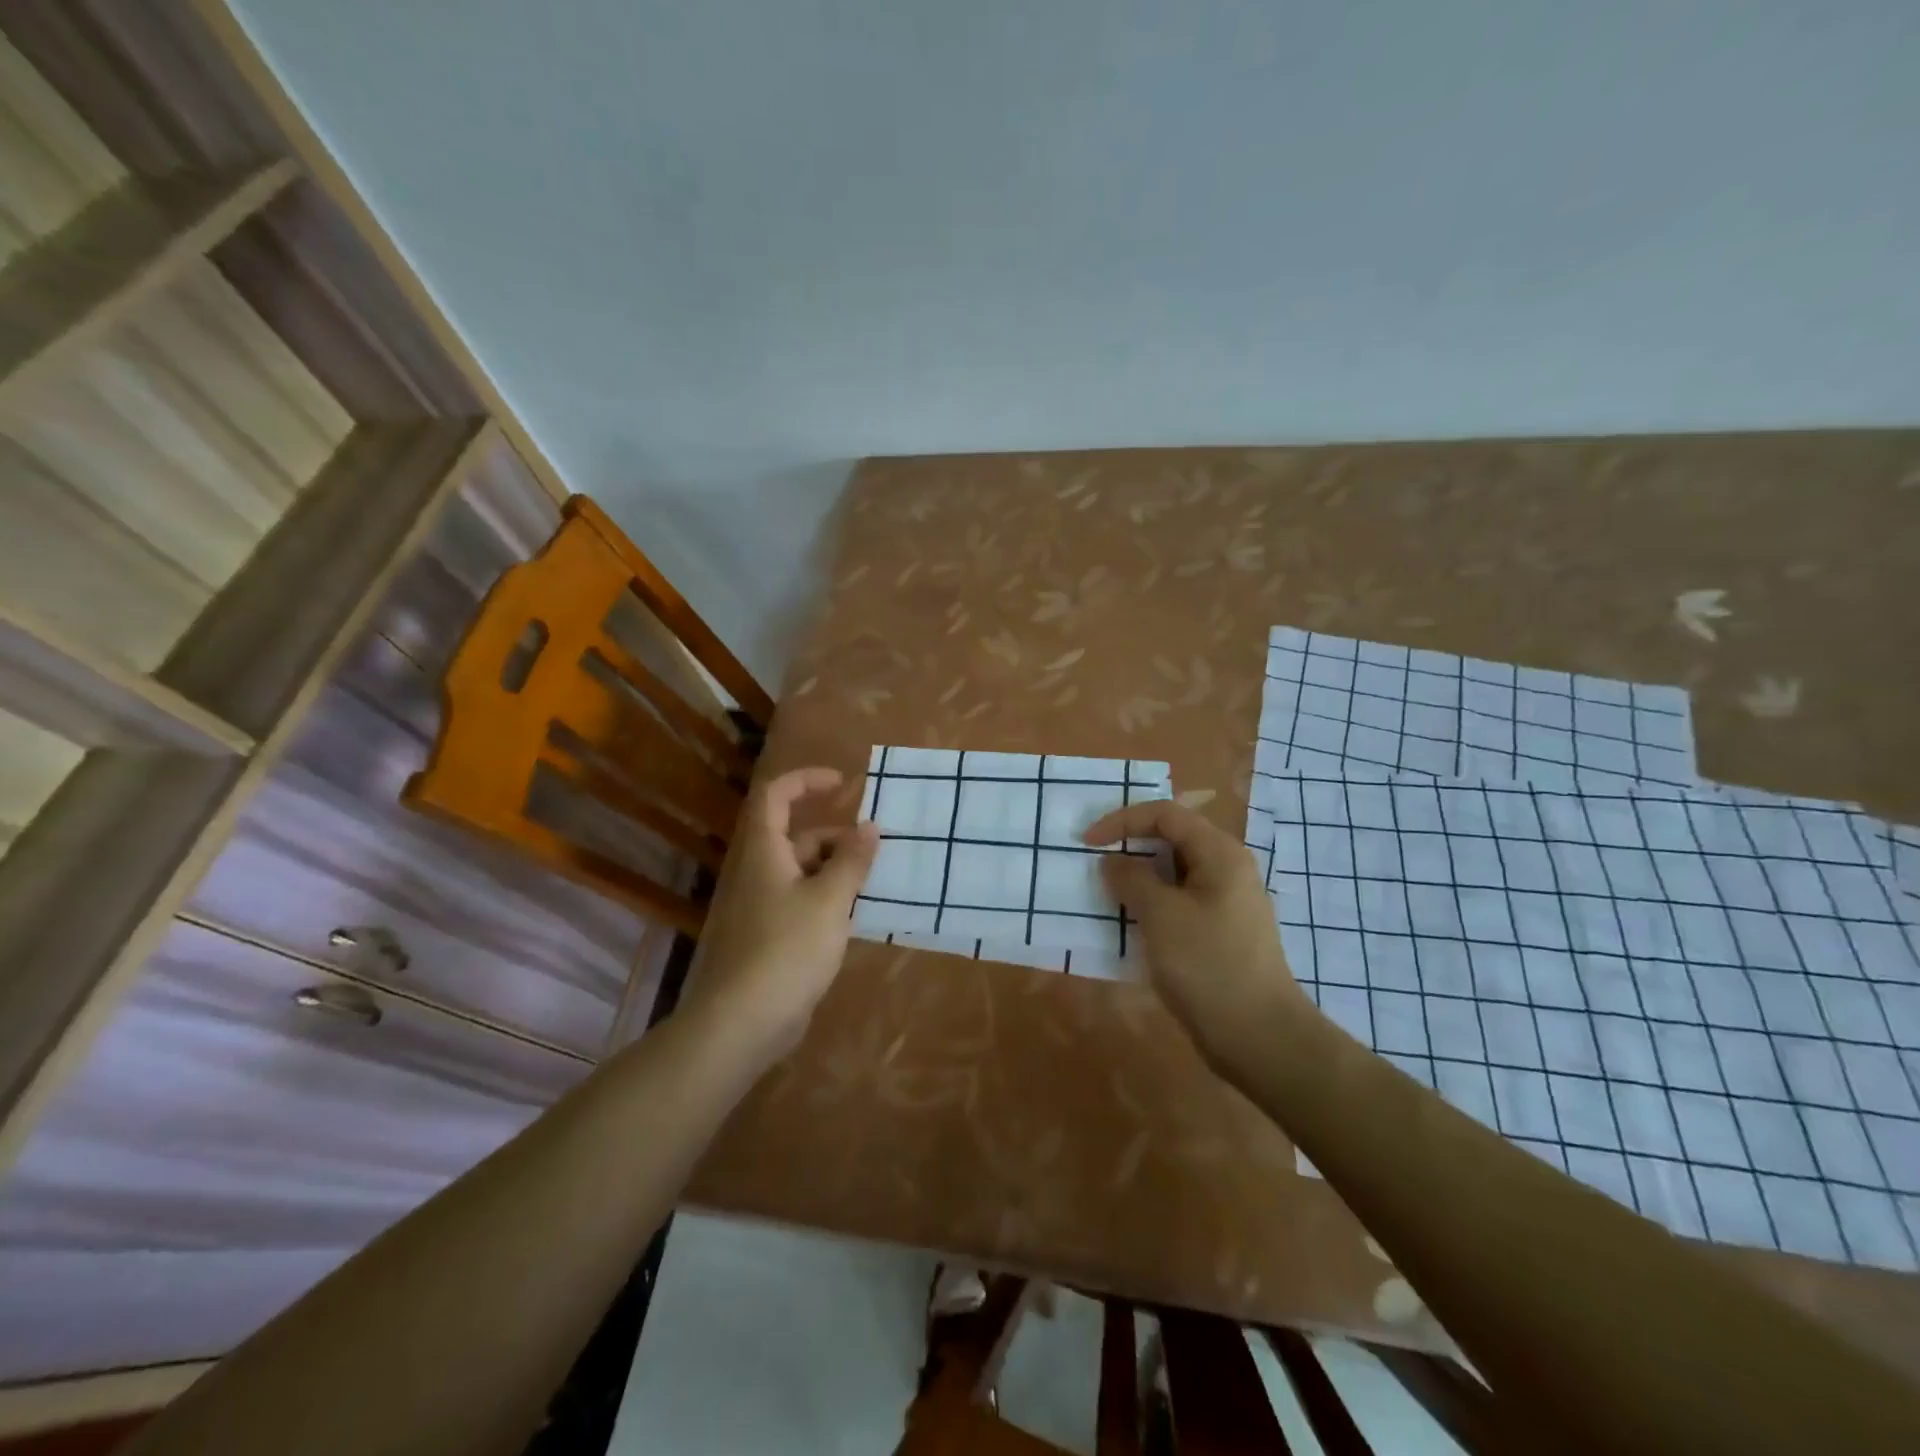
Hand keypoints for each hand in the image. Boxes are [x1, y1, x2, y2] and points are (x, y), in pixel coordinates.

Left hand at [680, 766, 878, 1067]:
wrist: (743, 1022)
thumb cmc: (788, 949)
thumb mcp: (830, 900)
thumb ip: (852, 861)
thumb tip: (870, 826)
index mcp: (765, 852)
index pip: (776, 795)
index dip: (807, 780)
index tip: (844, 784)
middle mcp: (759, 872)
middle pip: (797, 837)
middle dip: (838, 837)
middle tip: (877, 850)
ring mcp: (762, 906)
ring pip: (803, 872)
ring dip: (837, 871)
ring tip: (876, 883)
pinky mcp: (769, 936)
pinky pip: (802, 902)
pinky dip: (828, 899)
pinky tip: (856, 916)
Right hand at [1083, 799, 1308, 1072]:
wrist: (1259, 1036)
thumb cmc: (1208, 965)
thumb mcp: (1161, 915)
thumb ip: (1131, 878)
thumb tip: (1113, 861)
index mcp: (1219, 853)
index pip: (1165, 815)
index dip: (1122, 821)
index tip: (1087, 843)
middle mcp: (1227, 869)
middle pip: (1172, 840)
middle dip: (1130, 847)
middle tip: (1095, 865)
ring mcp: (1226, 903)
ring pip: (1173, 875)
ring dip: (1138, 879)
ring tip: (1106, 895)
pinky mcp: (1220, 933)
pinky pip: (1179, 903)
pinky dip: (1151, 905)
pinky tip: (1131, 925)